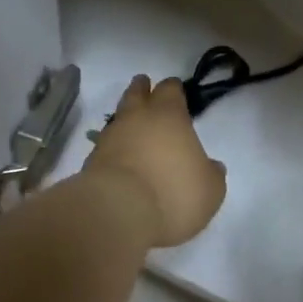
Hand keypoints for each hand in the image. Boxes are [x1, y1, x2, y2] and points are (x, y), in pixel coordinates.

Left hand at [84, 75, 226, 248]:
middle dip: (142, 89)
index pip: (170, 89)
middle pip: (137, 93)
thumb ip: (211, 173)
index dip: (173, 89)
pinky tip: (120, 158)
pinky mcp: (91, 161)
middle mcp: (137, 118)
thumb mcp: (210, 189)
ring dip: (126, 119)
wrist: (117, 213)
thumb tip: (211, 166)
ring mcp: (110, 137)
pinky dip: (114, 148)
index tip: (175, 90)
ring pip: (118, 117)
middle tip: (145, 87)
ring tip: (133, 127)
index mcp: (169, 115)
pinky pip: (106, 145)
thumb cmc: (173, 194)